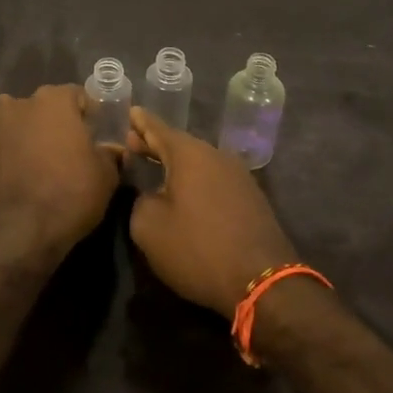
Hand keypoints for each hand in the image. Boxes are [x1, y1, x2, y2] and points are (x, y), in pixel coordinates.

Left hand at [0, 84, 121, 257]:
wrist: (21, 233)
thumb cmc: (71, 195)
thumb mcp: (106, 176)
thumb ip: (109, 153)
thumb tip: (111, 148)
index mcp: (54, 101)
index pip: (75, 94)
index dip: (85, 114)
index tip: (92, 134)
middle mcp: (19, 105)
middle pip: (39, 105)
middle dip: (49, 121)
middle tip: (61, 149)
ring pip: (5, 118)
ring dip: (16, 130)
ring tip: (27, 156)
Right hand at [126, 107, 297, 317]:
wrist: (262, 280)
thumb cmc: (198, 249)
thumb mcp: (149, 227)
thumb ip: (139, 201)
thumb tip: (149, 194)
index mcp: (190, 154)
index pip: (158, 129)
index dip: (141, 122)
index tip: (130, 111)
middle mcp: (217, 156)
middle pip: (180, 144)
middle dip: (156, 144)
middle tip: (134, 142)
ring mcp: (238, 176)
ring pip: (199, 162)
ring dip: (177, 164)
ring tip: (156, 167)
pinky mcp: (251, 198)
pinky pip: (214, 178)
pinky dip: (196, 179)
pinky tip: (186, 192)